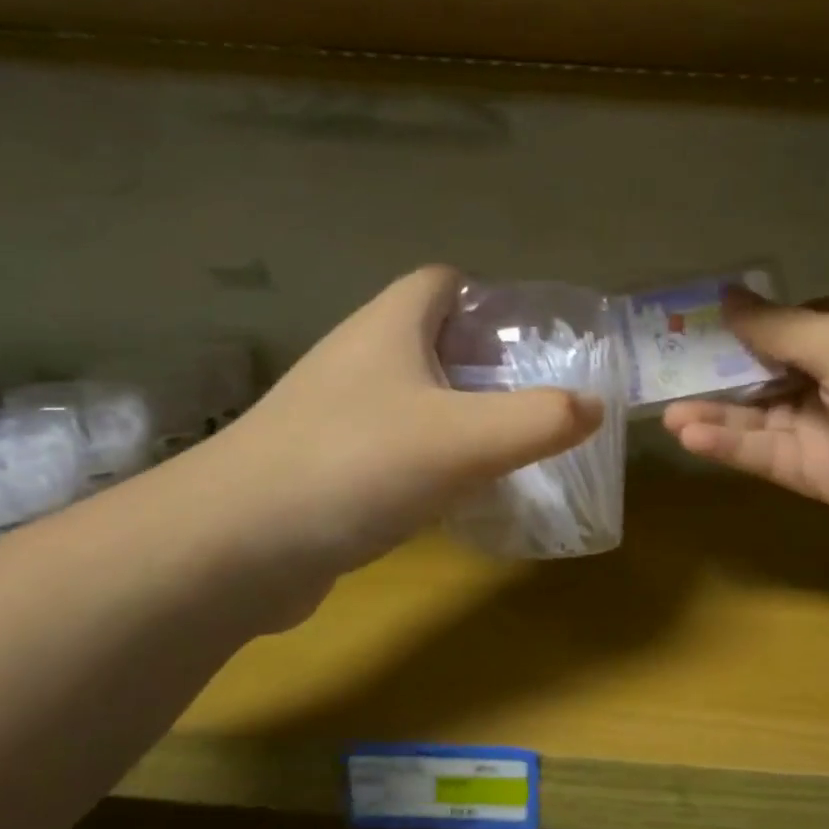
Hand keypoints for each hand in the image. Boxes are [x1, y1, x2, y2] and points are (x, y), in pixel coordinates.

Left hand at [177, 266, 601, 605]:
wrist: (233, 547)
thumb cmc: (355, 465)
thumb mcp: (465, 439)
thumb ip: (540, 419)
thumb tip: (595, 407)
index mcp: (389, 326)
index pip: (443, 281)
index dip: (491, 298)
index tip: (534, 338)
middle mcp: (358, 358)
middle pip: (433, 339)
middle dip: (487, 362)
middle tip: (537, 398)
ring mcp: (335, 413)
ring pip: (414, 396)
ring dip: (460, 413)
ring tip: (510, 445)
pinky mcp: (325, 465)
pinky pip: (394, 445)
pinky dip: (431, 458)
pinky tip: (458, 494)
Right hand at [664, 292, 828, 570]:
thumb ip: (779, 327)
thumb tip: (727, 295)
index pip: (791, 323)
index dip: (745, 324)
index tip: (691, 324)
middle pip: (768, 371)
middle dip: (718, 372)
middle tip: (660, 371)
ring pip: (761, 417)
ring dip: (717, 414)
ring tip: (667, 413)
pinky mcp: (823, 478)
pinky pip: (769, 455)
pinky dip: (733, 446)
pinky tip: (694, 437)